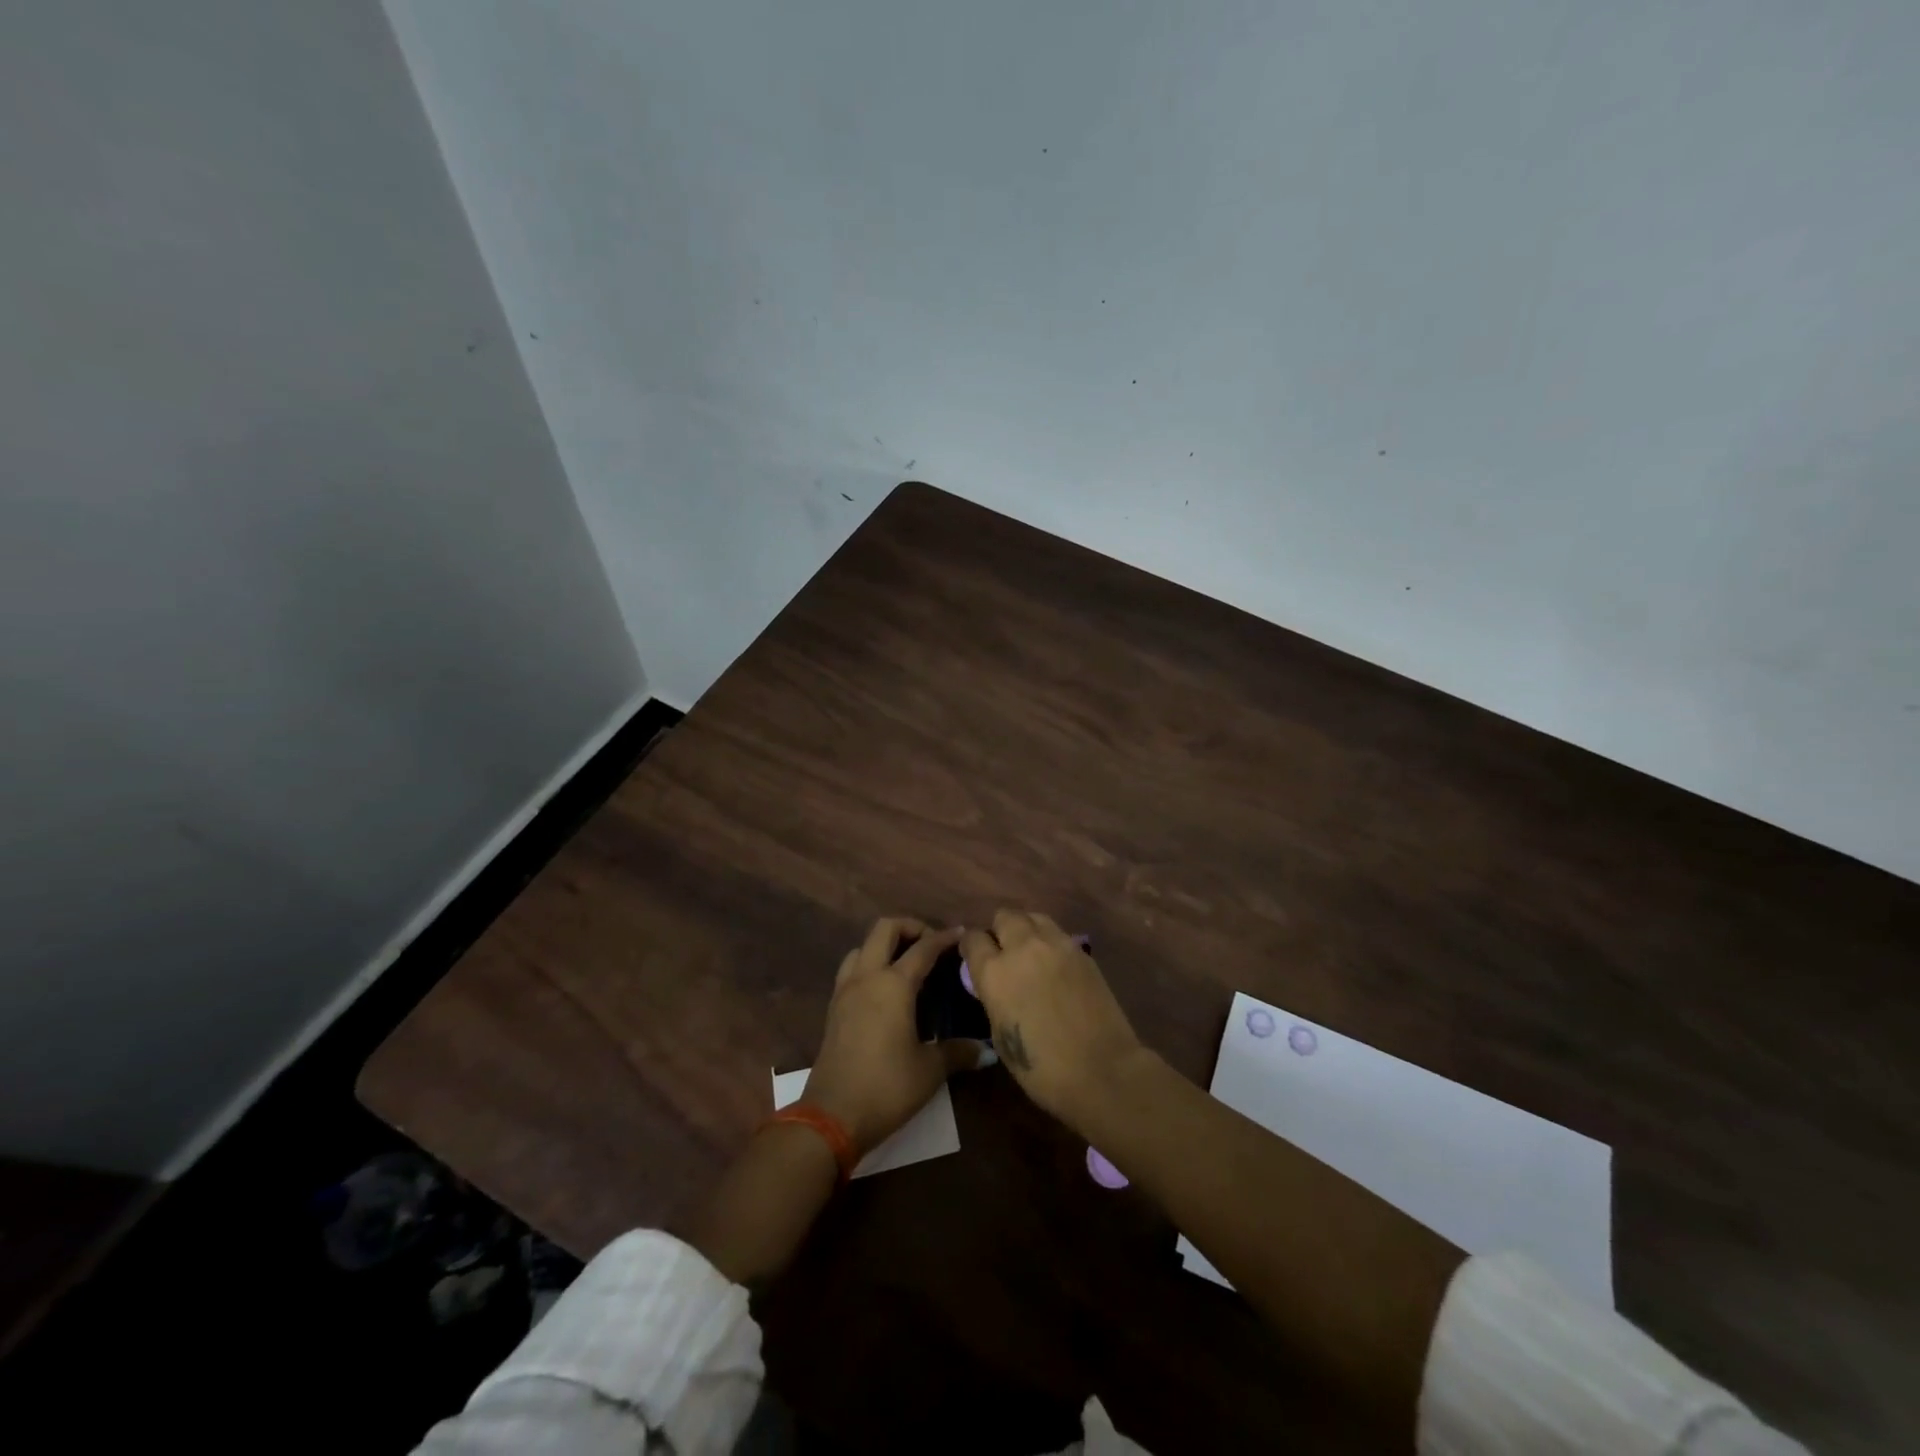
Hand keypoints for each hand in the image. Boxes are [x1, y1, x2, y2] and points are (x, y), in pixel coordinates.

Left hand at [802, 917, 985, 1155]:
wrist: (832, 1116)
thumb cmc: (887, 1087)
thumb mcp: (930, 1071)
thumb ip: (958, 1052)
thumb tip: (986, 1050)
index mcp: (893, 984)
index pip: (923, 948)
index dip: (944, 938)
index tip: (961, 934)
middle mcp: (867, 977)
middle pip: (884, 929)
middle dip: (910, 927)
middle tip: (931, 943)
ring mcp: (845, 991)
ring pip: (862, 946)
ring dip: (885, 944)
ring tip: (906, 962)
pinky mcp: (834, 1008)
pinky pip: (851, 968)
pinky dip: (869, 963)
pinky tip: (884, 988)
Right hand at [959, 910, 1145, 1132]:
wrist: (1102, 1070)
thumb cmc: (1042, 1068)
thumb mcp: (1000, 1037)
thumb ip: (994, 999)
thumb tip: (996, 986)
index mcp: (995, 972)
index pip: (973, 939)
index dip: (971, 947)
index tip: (974, 958)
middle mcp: (1023, 948)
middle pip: (1004, 916)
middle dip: (999, 930)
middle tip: (1004, 952)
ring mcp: (1056, 945)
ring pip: (1033, 917)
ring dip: (1026, 929)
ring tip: (1029, 951)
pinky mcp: (1082, 951)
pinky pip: (1057, 933)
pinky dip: (1049, 941)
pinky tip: (1054, 964)